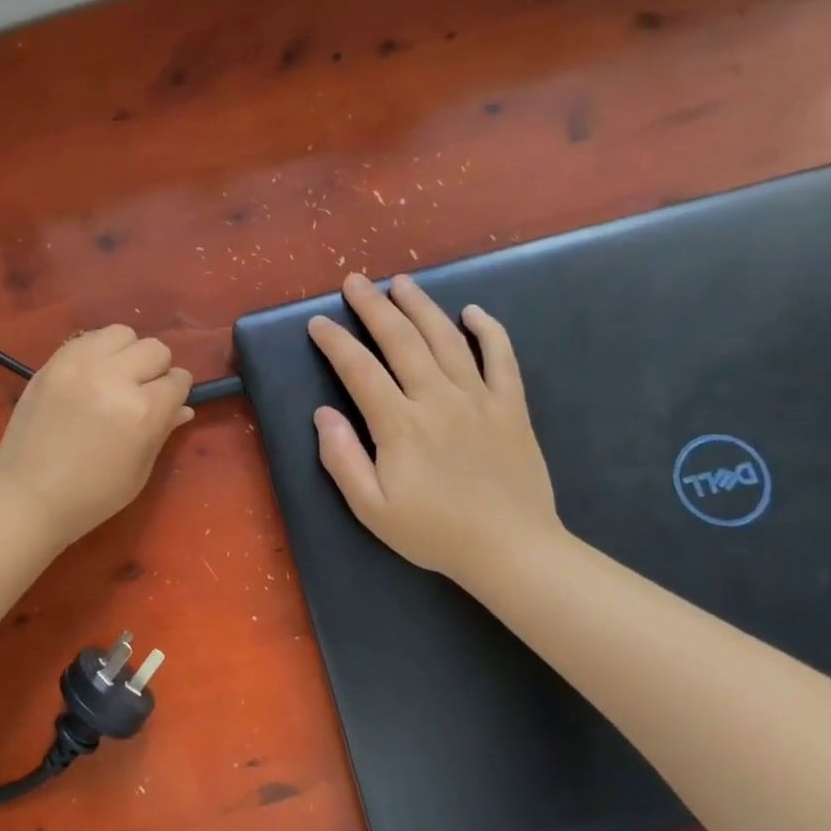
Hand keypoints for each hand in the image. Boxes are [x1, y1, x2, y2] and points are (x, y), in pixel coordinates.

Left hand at [0, 325, 193, 545]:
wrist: (28, 495)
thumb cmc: (92, 495)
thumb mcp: (139, 470)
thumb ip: (162, 430)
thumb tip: (182, 408)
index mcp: (142, 412)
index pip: (178, 380)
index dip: (176, 394)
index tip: (166, 405)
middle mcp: (114, 378)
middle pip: (155, 349)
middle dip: (156, 370)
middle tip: (140, 393)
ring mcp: (79, 365)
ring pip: (122, 333)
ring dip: (127, 353)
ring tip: (115, 378)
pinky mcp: (53, 362)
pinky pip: (88, 338)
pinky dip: (97, 352)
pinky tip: (90, 376)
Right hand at [307, 273, 560, 585]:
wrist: (511, 549)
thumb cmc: (434, 532)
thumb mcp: (372, 509)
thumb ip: (343, 459)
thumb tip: (322, 415)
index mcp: (400, 425)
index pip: (360, 370)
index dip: (336, 343)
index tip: (319, 323)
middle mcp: (438, 400)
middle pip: (401, 340)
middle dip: (374, 307)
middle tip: (355, 281)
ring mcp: (479, 399)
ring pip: (446, 339)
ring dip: (421, 306)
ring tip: (402, 282)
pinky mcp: (511, 406)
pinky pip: (502, 357)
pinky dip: (488, 330)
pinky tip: (473, 312)